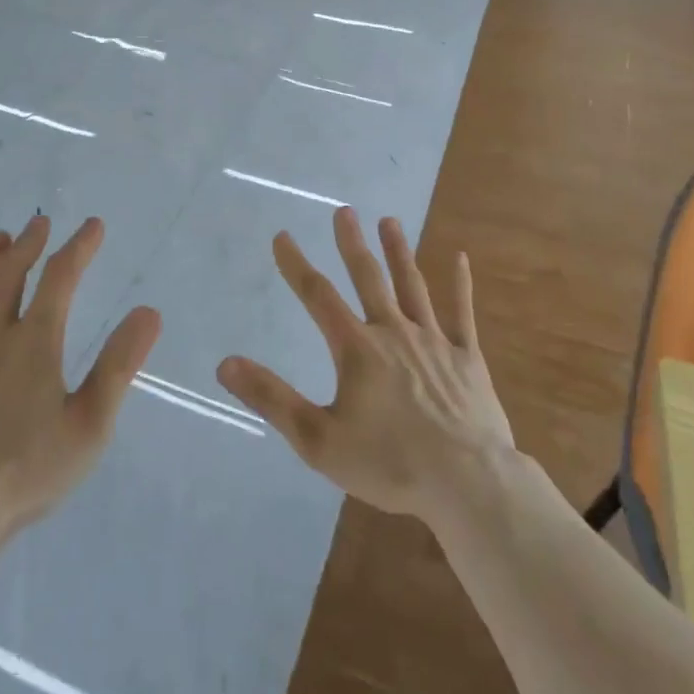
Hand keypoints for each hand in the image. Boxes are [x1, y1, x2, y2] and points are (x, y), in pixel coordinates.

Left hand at [0, 216, 160, 543]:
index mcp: (36, 342)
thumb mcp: (90, 423)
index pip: (62, 278)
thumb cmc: (27, 470)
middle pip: (11, 274)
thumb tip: (149, 312)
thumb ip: (120, 364)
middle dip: (29, 244)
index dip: (80, 247)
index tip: (93, 225)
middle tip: (39, 223)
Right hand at [217, 208, 513, 520]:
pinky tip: (461, 258)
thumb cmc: (389, 464)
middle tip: (344, 211)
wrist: (468, 482)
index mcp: (357, 349)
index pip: (317, 296)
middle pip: (368, 278)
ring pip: (412, 286)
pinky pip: (462, 313)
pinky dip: (461, 284)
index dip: (296, 265)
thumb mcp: (318, 441)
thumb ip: (272, 398)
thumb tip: (226, 363)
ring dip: (399, 252)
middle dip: (352, 244)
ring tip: (390, 221)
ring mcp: (433, 341)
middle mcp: (393, 332)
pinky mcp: (466, 357)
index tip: (283, 235)